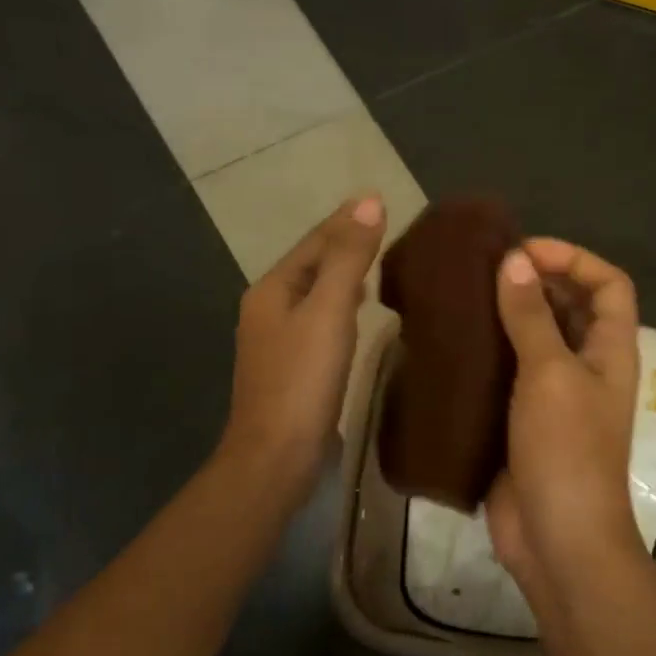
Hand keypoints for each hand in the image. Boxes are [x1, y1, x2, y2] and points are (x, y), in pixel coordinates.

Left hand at [218, 196, 385, 503]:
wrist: (277, 454)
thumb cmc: (303, 378)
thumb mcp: (329, 310)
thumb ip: (349, 257)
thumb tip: (369, 201)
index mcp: (273, 289)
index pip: (315, 241)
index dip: (346, 220)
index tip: (380, 201)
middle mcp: (269, 309)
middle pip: (312, 264)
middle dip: (345, 244)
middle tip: (387, 230)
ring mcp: (278, 340)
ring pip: (316, 293)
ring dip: (344, 274)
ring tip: (379, 263)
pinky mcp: (293, 367)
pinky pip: (320, 320)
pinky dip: (342, 305)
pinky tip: (360, 311)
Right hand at [485, 238, 642, 589]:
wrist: (557, 538)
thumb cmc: (566, 450)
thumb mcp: (550, 374)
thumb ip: (531, 316)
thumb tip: (514, 259)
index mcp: (610, 349)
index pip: (609, 284)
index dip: (574, 258)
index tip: (525, 251)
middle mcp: (588, 366)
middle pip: (572, 306)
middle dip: (536, 281)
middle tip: (484, 269)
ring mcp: (556, 395)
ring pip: (538, 338)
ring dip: (509, 315)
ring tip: (463, 296)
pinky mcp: (524, 419)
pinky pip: (510, 373)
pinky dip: (490, 353)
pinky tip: (453, 342)